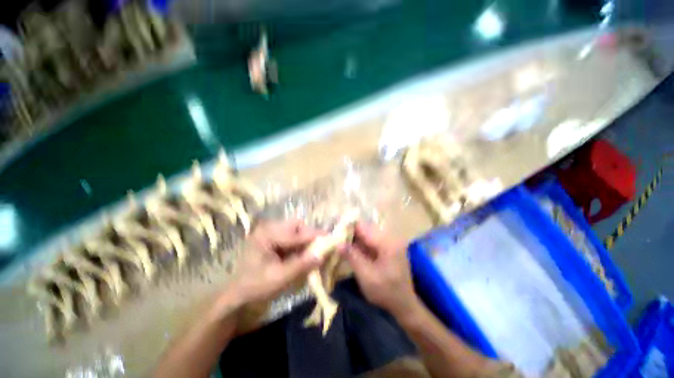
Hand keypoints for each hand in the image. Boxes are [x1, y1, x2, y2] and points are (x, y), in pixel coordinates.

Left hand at [228, 219, 322, 305]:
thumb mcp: (280, 278)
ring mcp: (271, 233)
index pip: (295, 233)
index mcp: (266, 235)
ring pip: (296, 230)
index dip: (314, 237)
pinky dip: (301, 244)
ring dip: (306, 239)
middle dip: (310, 235)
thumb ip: (302, 265)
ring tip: (313, 251)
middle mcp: (269, 229)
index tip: (330, 240)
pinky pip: (293, 237)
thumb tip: (323, 255)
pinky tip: (304, 254)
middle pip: (297, 225)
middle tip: (320, 247)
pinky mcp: (274, 239)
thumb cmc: (255, 287)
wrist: (238, 295)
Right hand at [342, 222, 419, 317]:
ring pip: (367, 234)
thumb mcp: (366, 276)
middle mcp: (390, 237)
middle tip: (335, 238)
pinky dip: (360, 243)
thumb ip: (352, 256)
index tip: (334, 231)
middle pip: (365, 228)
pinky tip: (351, 248)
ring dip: (354, 238)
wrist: (405, 305)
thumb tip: (337, 242)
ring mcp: (390, 242)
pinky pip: (371, 240)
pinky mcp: (388, 247)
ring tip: (340, 242)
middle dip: (350, 232)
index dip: (347, 227)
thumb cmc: (386, 292)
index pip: (363, 226)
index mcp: (387, 242)